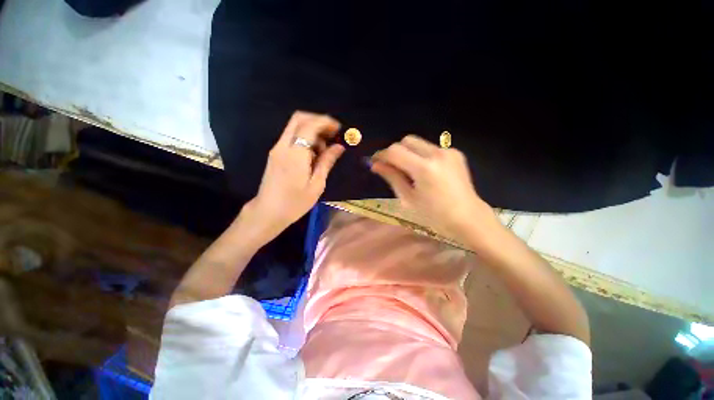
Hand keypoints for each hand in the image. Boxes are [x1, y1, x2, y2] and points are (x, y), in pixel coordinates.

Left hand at [248, 111, 344, 235]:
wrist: (268, 212)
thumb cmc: (295, 202)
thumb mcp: (316, 184)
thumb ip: (327, 162)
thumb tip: (339, 147)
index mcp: (295, 154)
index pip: (310, 126)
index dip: (325, 122)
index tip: (338, 128)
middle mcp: (283, 146)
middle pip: (298, 119)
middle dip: (317, 120)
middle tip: (332, 133)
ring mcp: (277, 149)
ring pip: (294, 127)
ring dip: (311, 130)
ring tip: (324, 148)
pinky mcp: (275, 154)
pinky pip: (291, 137)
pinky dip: (304, 138)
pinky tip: (313, 153)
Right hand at [371, 135, 495, 239]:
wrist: (467, 217)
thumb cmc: (434, 214)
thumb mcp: (408, 198)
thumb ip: (391, 177)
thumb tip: (375, 165)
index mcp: (424, 169)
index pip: (395, 151)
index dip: (382, 155)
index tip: (375, 162)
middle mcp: (437, 154)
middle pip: (407, 140)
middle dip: (395, 151)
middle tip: (392, 167)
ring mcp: (448, 151)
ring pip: (418, 143)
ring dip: (408, 153)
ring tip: (409, 171)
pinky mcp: (455, 153)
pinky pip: (430, 148)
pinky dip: (422, 156)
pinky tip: (425, 172)